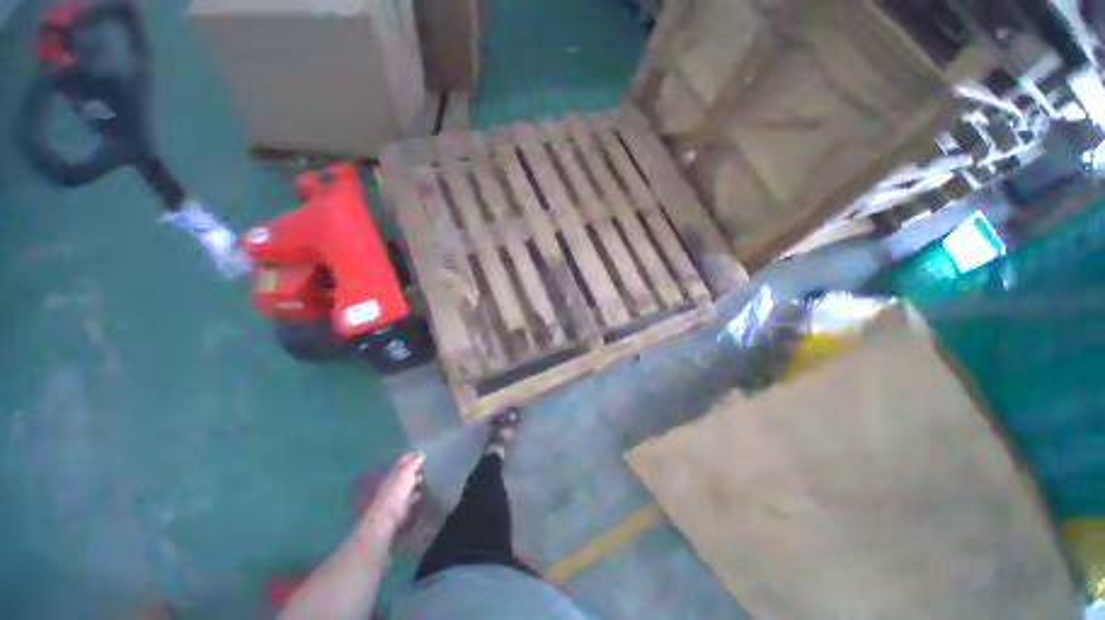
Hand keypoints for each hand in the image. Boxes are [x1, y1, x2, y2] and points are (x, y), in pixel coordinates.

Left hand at [362, 451, 425, 537]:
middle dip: (415, 469)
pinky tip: (423, 495)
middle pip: (405, 473)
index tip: (421, 452)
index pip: (402, 461)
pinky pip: (410, 498)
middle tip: (427, 465)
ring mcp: (397, 496)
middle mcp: (394, 483)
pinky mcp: (401, 507)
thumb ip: (413, 462)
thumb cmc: (396, 492)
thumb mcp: (406, 473)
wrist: (387, 517)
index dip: (410, 456)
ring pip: (408, 485)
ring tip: (428, 478)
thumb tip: (420, 452)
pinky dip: (417, 495)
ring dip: (416, 482)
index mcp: (395, 473)